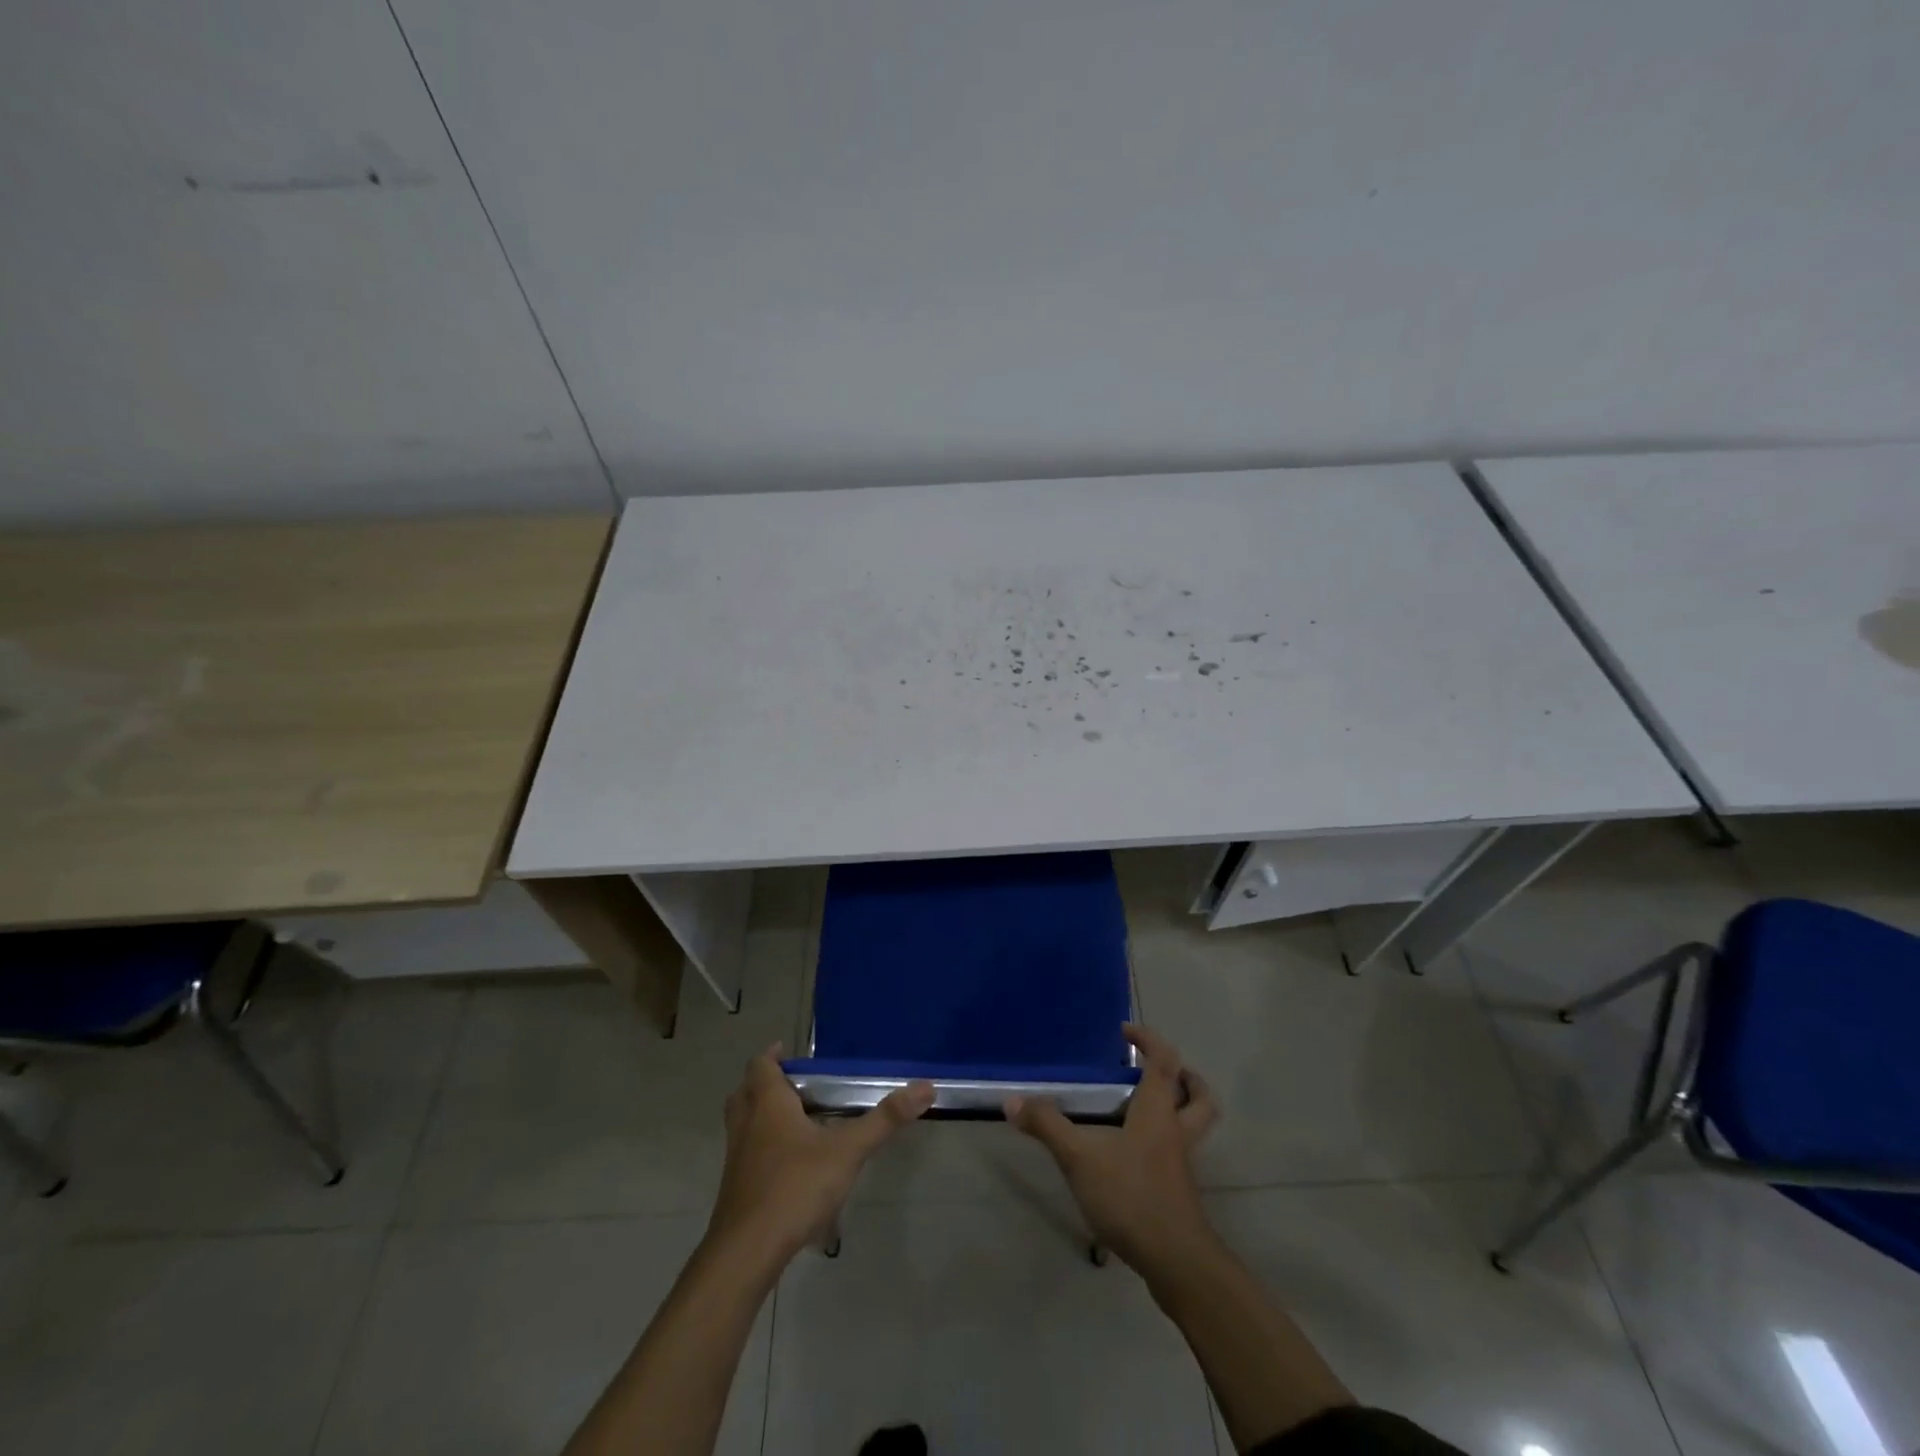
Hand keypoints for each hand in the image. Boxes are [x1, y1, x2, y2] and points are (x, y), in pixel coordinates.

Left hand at [707, 1044, 933, 1264]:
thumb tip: (925, 1087)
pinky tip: (789, 1166)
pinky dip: (760, 1148)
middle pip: (745, 1091)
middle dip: (765, 1083)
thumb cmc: (795, 1186)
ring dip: (760, 1116)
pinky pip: (745, 1154)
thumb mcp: (848, 1150)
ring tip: (794, 1121)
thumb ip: (884, 1120)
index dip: (773, 1056)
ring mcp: (736, 1157)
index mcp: (768, 1103)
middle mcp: (746, 1123)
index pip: (760, 1065)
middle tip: (796, 1085)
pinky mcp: (735, 1188)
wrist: (747, 1252)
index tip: (790, 1054)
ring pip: (741, 1123)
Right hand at [1005, 1023, 1218, 1274]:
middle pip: (1198, 1095)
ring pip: (1195, 1125)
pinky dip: (1165, 1143)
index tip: (1125, 1031)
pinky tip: (1133, 1155)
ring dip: (1180, 1108)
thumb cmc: (1131, 1197)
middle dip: (1185, 1077)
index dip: (1149, 1040)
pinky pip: (1179, 1154)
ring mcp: (1181, 1164)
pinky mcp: (1179, 1192)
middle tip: (1158, 1071)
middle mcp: (1176, 1131)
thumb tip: (1012, 1101)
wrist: (1176, 1262)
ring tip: (1146, 1108)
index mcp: (1158, 1111)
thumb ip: (1048, 1127)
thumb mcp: (1080, 1159)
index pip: (1164, 1061)